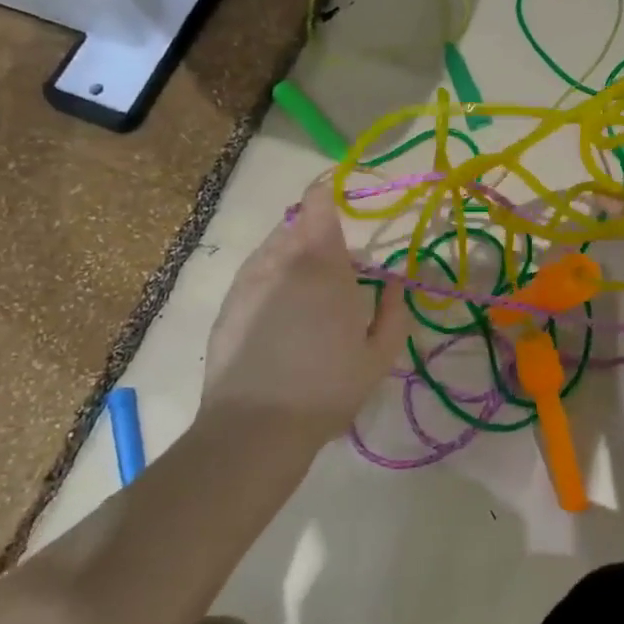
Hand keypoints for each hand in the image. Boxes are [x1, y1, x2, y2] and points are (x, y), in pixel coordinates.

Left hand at [198, 181, 406, 449]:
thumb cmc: (327, 388)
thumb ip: (394, 311)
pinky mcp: (229, 303)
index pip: (318, 204)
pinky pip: (255, 272)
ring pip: (273, 247)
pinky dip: (272, 276)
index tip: (343, 206)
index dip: (329, 196)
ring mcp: (249, 281)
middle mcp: (281, 261)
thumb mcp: (379, 356)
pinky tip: (282, 311)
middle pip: (296, 224)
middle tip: (339, 268)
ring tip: (310, 291)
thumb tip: (395, 282)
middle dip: (318, 234)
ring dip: (294, 254)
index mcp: (322, 264)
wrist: (255, 427)